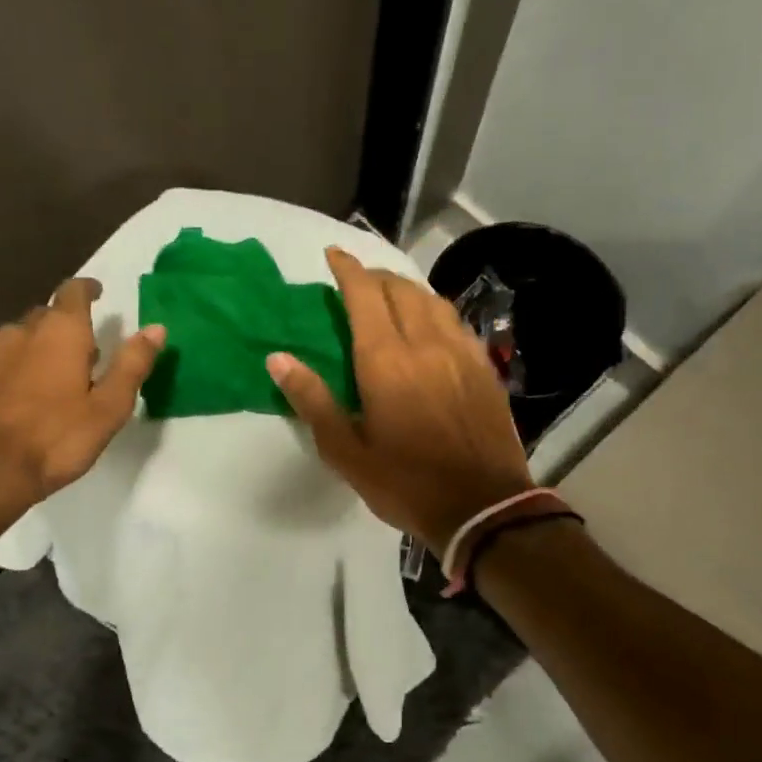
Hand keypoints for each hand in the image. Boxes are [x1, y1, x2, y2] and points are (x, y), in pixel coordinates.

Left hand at [0, 278, 164, 521]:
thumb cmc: (57, 437)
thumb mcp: (109, 406)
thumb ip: (132, 364)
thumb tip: (156, 329)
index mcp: (60, 331)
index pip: (73, 292)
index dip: (87, 289)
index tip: (99, 293)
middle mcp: (24, 332)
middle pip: (48, 314)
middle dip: (69, 322)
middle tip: (90, 346)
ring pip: (25, 337)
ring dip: (45, 345)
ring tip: (64, 371)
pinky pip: (9, 360)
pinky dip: (26, 365)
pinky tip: (35, 393)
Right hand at [267, 247, 532, 552]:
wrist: (482, 507)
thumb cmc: (404, 482)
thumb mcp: (345, 451)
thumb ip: (312, 399)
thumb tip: (278, 358)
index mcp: (386, 360)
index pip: (364, 295)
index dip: (348, 269)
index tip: (333, 254)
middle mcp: (425, 344)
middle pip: (400, 289)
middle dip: (375, 276)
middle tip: (357, 281)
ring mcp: (461, 353)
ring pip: (432, 300)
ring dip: (406, 289)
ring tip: (391, 296)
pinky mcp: (483, 368)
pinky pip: (455, 322)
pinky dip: (434, 310)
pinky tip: (430, 325)